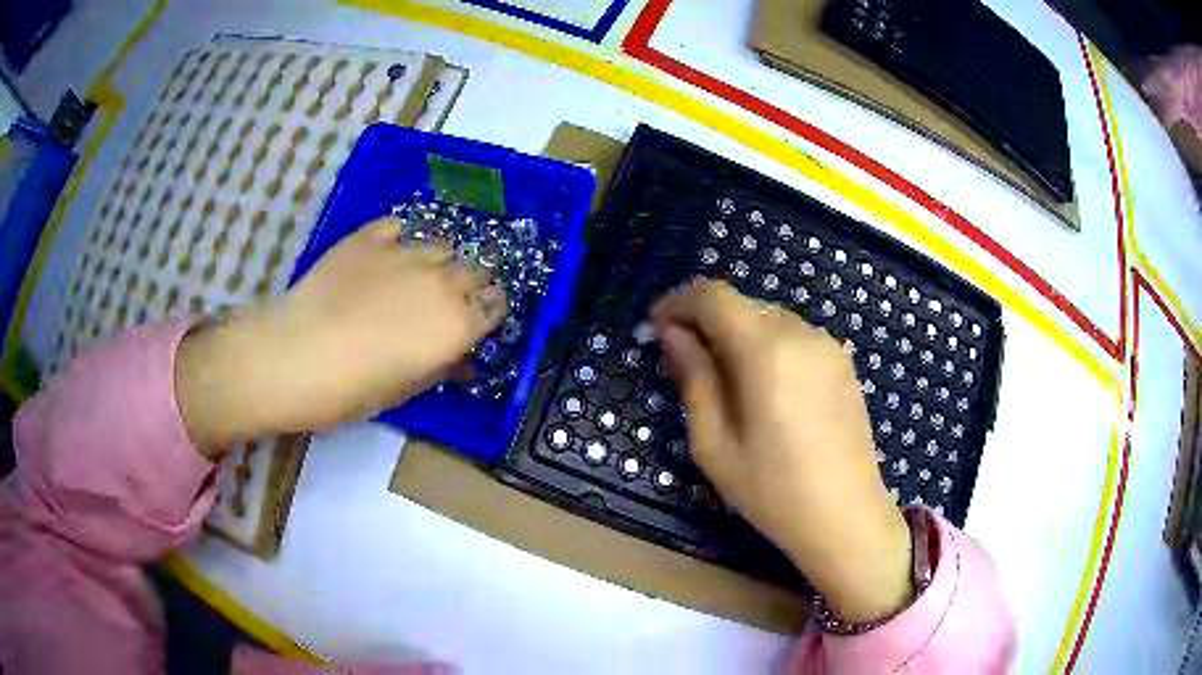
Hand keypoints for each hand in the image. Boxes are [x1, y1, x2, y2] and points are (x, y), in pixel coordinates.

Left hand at [176, 217, 505, 453]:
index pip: (496, 305)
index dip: (491, 311)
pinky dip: (404, 237)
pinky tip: (392, 251)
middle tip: (452, 297)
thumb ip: (441, 367)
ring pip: (443, 243)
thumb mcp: (405, 390)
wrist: (297, 354)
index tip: (479, 319)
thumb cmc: (352, 389)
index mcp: (457, 325)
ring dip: (441, 258)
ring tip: (421, 272)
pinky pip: (402, 226)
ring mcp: (406, 252)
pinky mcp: (372, 236)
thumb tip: (463, 360)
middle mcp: (442, 281)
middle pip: (476, 268)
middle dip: (472, 282)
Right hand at [653, 281, 912, 622]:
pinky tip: (765, 391)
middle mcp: (801, 333)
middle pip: (742, 305)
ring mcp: (828, 346)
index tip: (657, 326)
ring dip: (737, 334)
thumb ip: (693, 378)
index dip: (679, 302)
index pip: (713, 296)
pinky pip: (794, 337)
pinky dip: (767, 347)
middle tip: (685, 362)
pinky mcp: (843, 363)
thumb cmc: (772, 490)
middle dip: (706, 322)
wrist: (847, 517)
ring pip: (768, 319)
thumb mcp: (714, 443)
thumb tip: (672, 334)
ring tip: (725, 382)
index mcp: (766, 350)